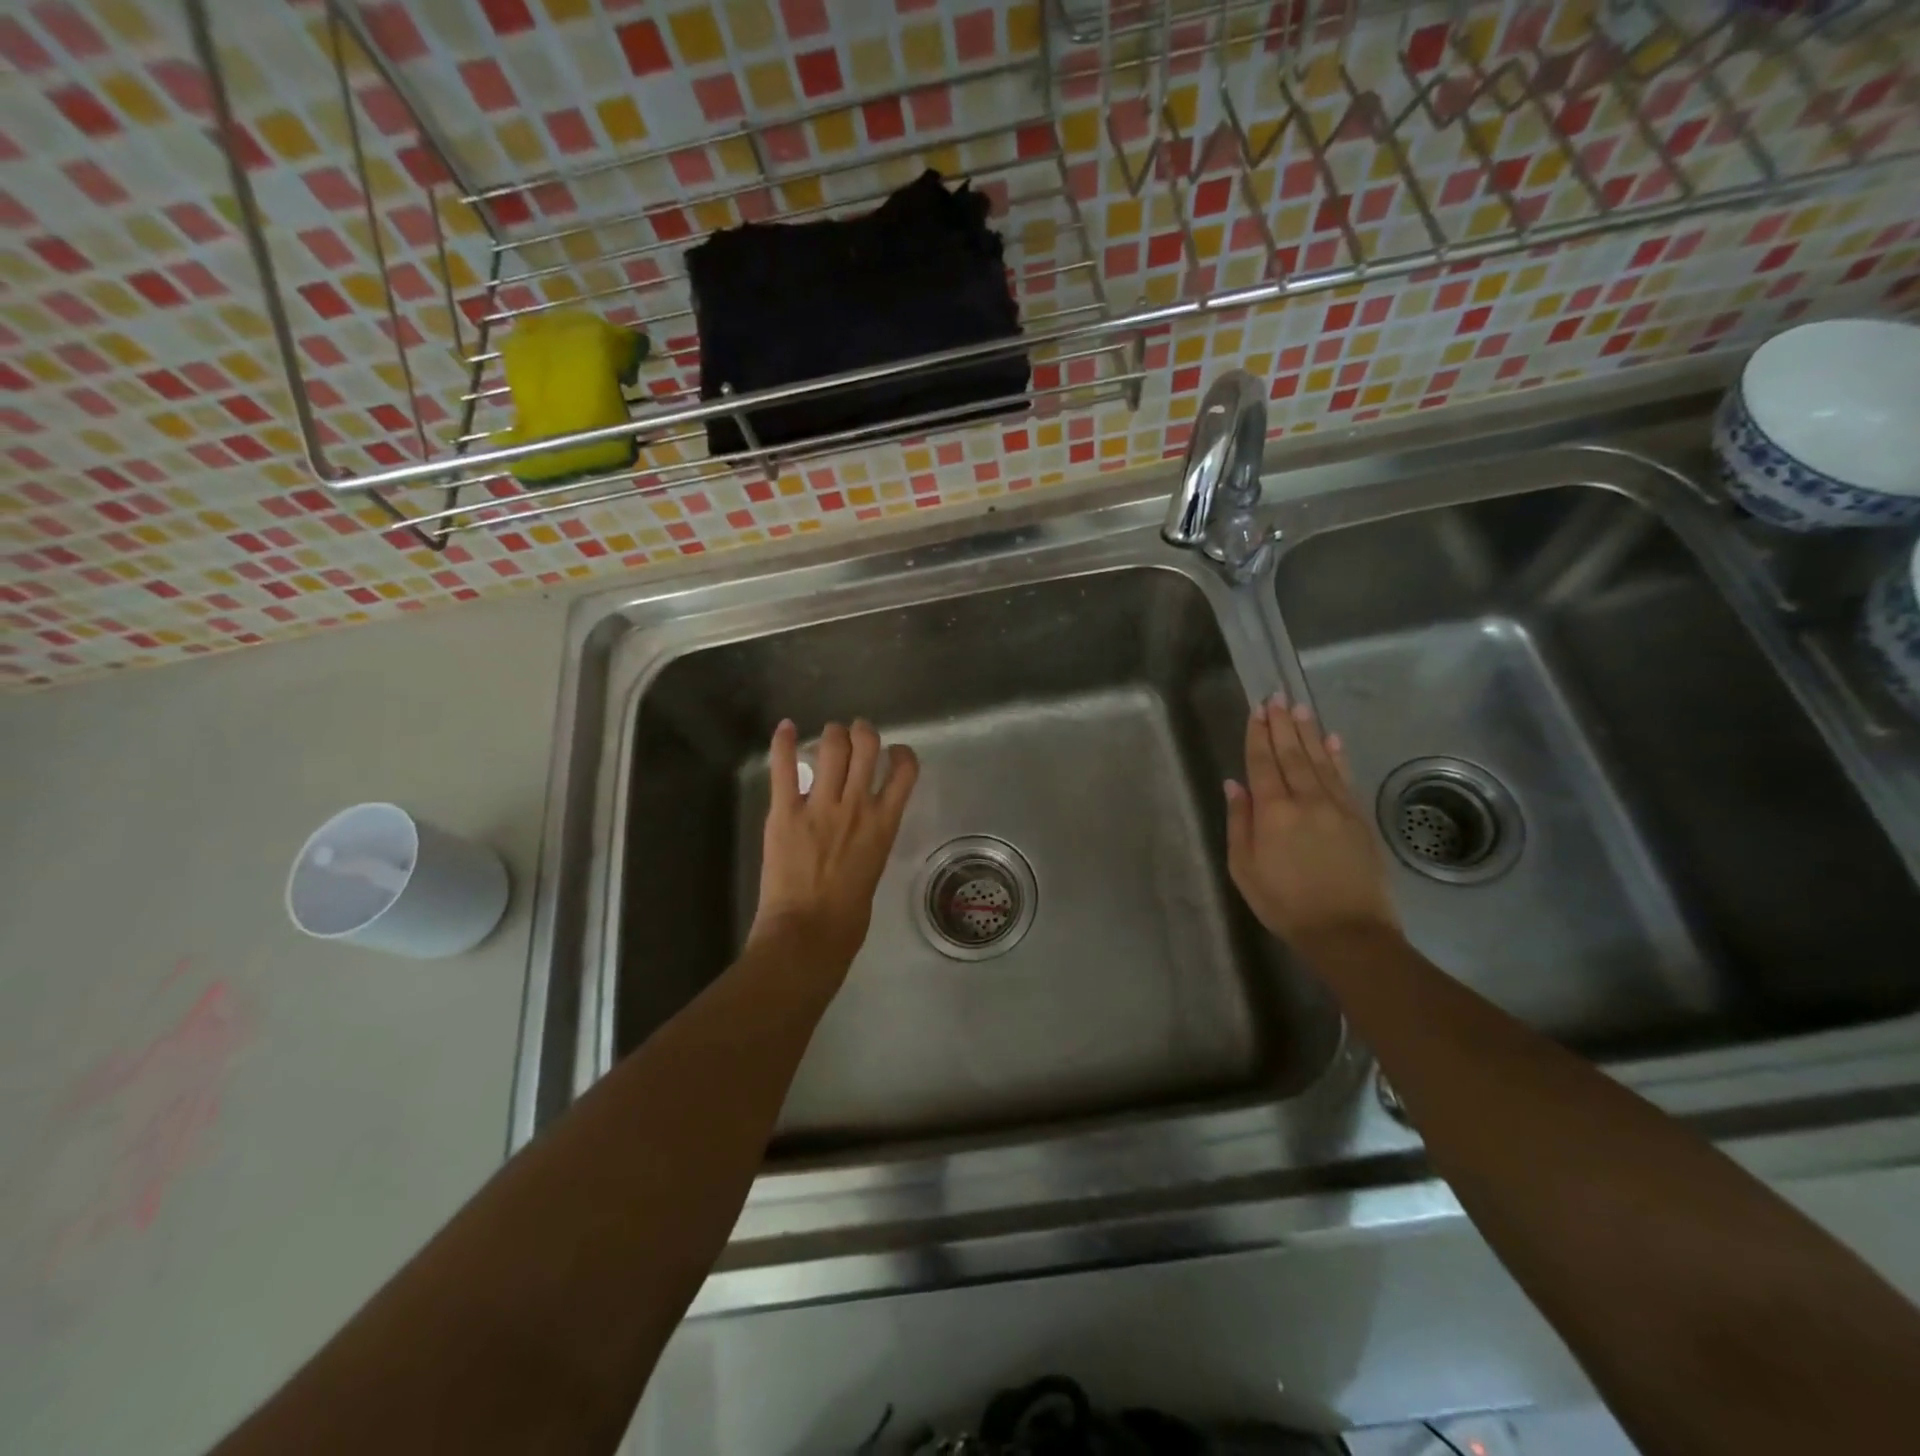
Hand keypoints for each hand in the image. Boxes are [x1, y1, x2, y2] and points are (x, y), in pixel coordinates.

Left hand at [750, 718, 919, 980]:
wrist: (809, 933)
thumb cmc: (848, 916)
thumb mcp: (874, 868)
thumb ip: (871, 839)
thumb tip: (862, 829)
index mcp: (884, 823)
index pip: (904, 771)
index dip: (902, 753)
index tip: (894, 752)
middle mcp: (856, 805)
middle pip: (866, 746)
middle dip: (862, 732)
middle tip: (855, 734)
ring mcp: (820, 805)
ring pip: (832, 747)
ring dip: (832, 734)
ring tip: (829, 735)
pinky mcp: (785, 811)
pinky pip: (785, 768)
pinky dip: (784, 743)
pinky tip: (785, 728)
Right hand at [1225, 692, 1399, 952]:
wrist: (1348, 931)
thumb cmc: (1284, 903)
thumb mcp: (1244, 868)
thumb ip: (1239, 822)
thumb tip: (1234, 784)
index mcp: (1273, 811)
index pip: (1262, 763)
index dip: (1258, 735)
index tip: (1256, 710)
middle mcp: (1306, 800)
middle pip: (1292, 754)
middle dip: (1282, 724)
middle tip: (1277, 696)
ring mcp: (1337, 807)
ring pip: (1320, 760)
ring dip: (1308, 732)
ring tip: (1300, 708)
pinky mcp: (1359, 818)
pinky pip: (1345, 778)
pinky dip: (1338, 756)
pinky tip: (1332, 740)